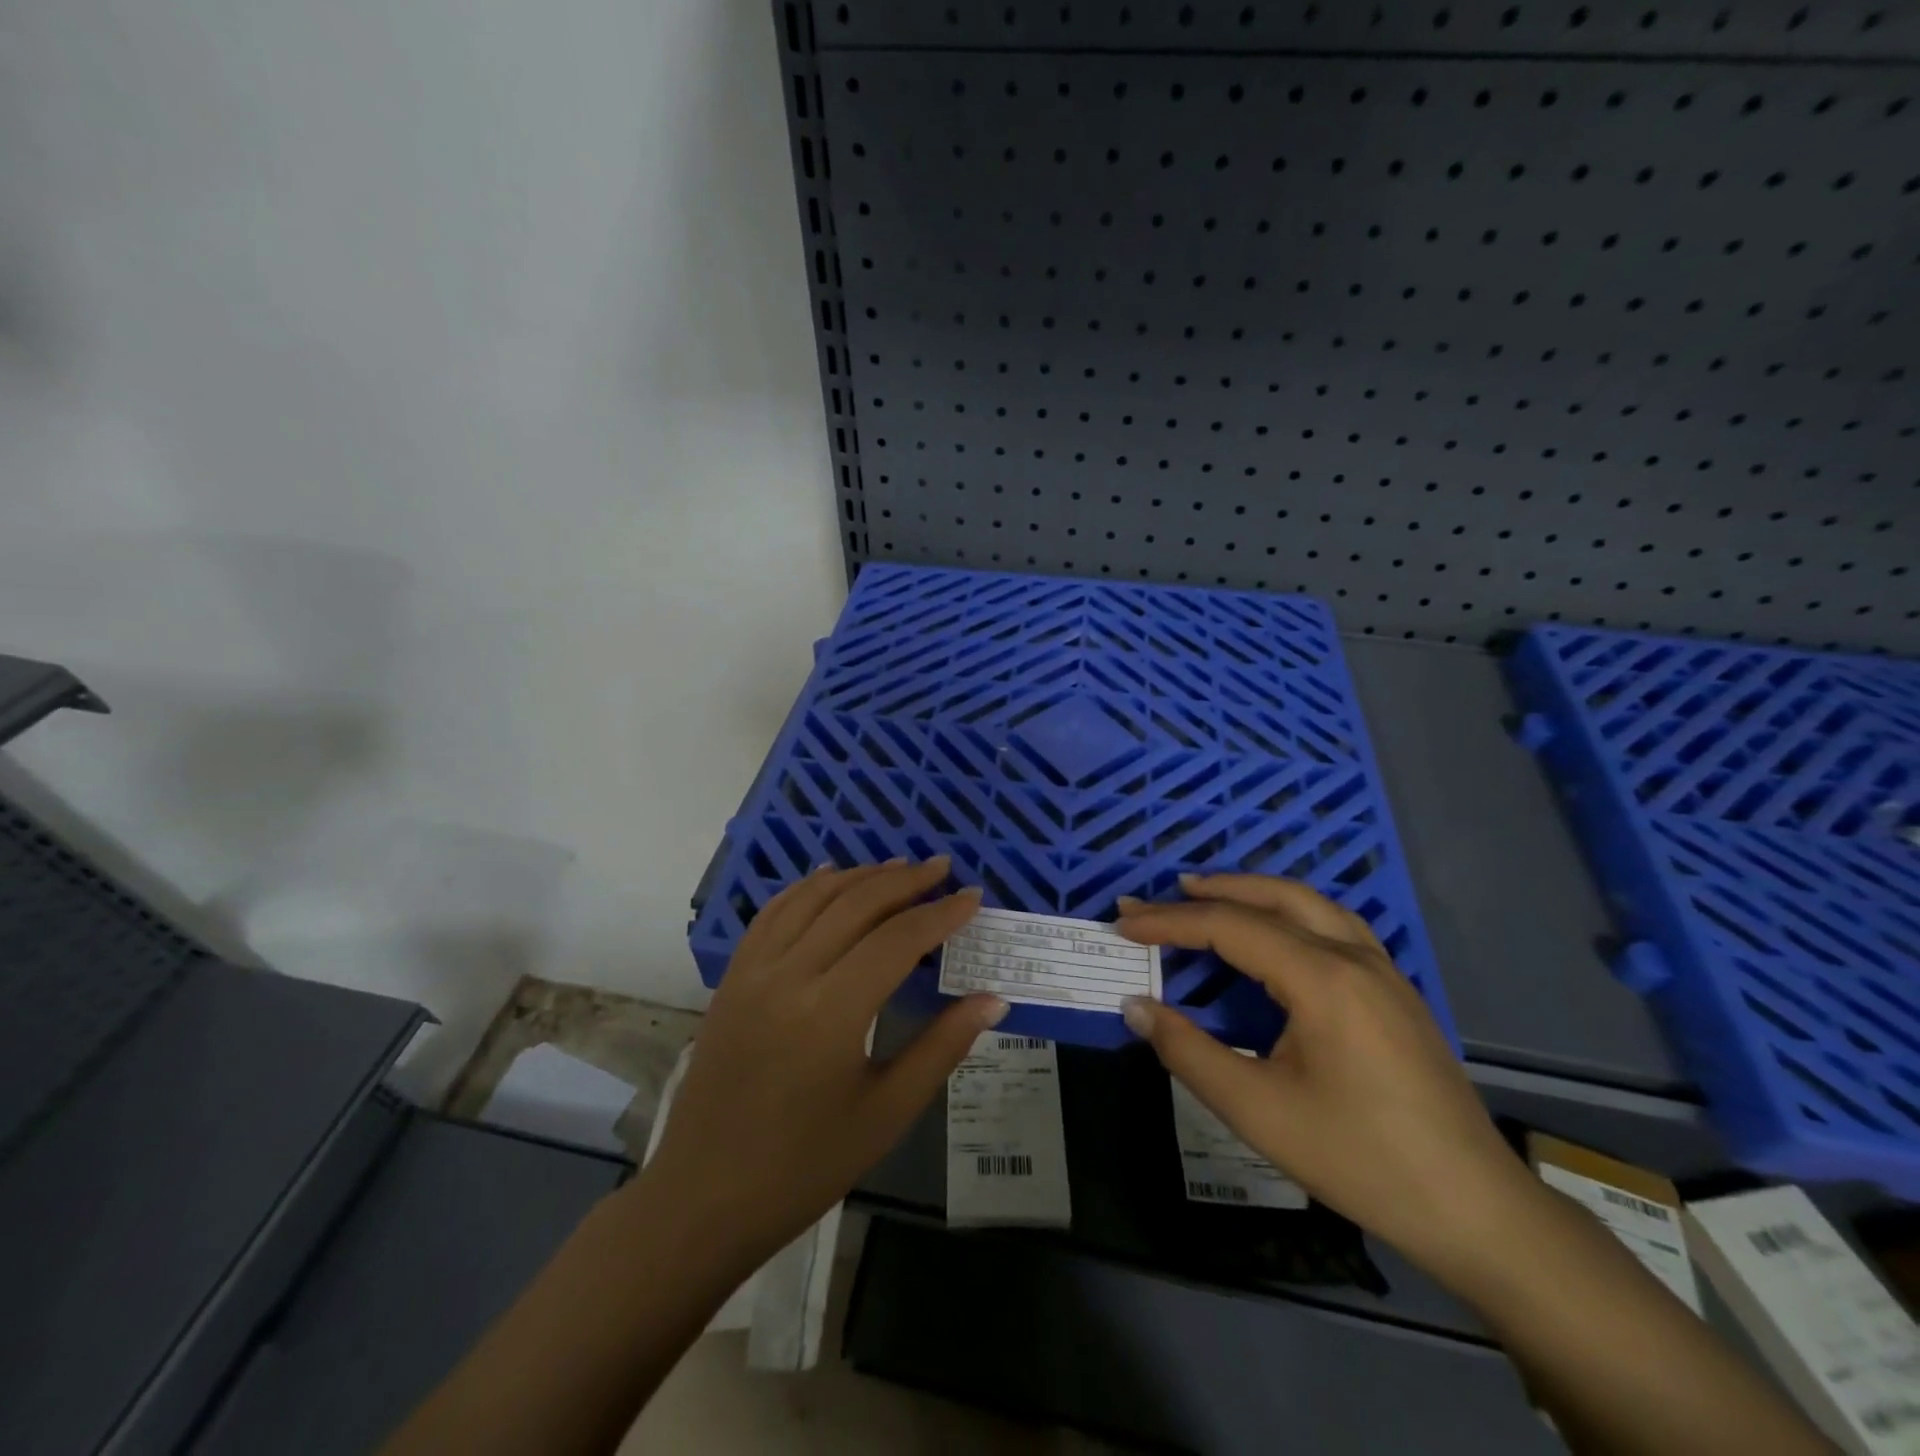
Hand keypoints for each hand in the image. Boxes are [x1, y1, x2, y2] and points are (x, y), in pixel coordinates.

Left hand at [647, 858, 1005, 1264]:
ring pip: (813, 898)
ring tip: (898, 867)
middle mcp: (789, 975)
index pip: (897, 939)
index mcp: (831, 1012)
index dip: (940, 914)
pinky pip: (773, 913)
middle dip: (905, 881)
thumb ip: (942, 1047)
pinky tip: (829, 877)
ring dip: (859, 876)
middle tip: (942, 868)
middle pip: (855, 904)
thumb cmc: (805, 1165)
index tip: (972, 897)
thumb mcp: (887, 1113)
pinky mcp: (732, 977)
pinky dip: (807, 888)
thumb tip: (992, 999)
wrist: (704, 1196)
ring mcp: (753, 971)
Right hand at [1117, 874, 1532, 1283]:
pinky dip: (1289, 911)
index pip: (1229, 927)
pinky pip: (1334, 924)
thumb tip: (1135, 1006)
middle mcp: (1353, 957)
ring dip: (1252, 892)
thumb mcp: (1257, 1110)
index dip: (1169, 922)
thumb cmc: (1359, 1158)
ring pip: (1308, 903)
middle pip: (1271, 898)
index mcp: (1321, 978)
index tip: (1123, 925)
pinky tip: (1277, 932)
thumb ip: (1188, 1051)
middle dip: (1208, 892)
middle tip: (1156, 897)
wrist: (1476, 1210)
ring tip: (1207, 894)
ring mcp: (1382, 971)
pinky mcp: (1396, 991)